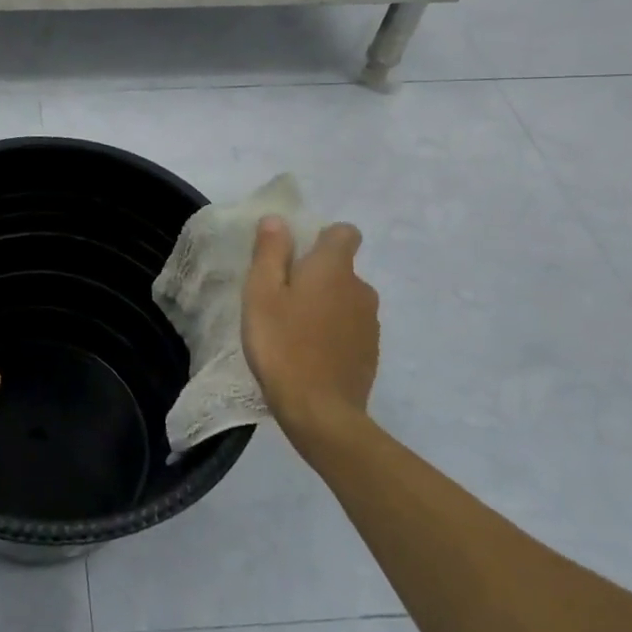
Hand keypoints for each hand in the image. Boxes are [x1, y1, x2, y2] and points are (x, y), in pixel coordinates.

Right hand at [242, 216, 380, 453]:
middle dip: (317, 277)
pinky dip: (333, 334)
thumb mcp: (261, 293)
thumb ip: (270, 252)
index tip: (296, 257)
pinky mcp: (370, 353)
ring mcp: (370, 323)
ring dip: (325, 307)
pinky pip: (350, 329)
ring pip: (346, 300)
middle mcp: (361, 289)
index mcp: (334, 268)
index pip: (344, 233)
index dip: (322, 238)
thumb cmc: (282, 344)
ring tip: (293, 331)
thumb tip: (278, 220)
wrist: (320, 411)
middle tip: (282, 301)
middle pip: (341, 269)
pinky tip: (309, 355)